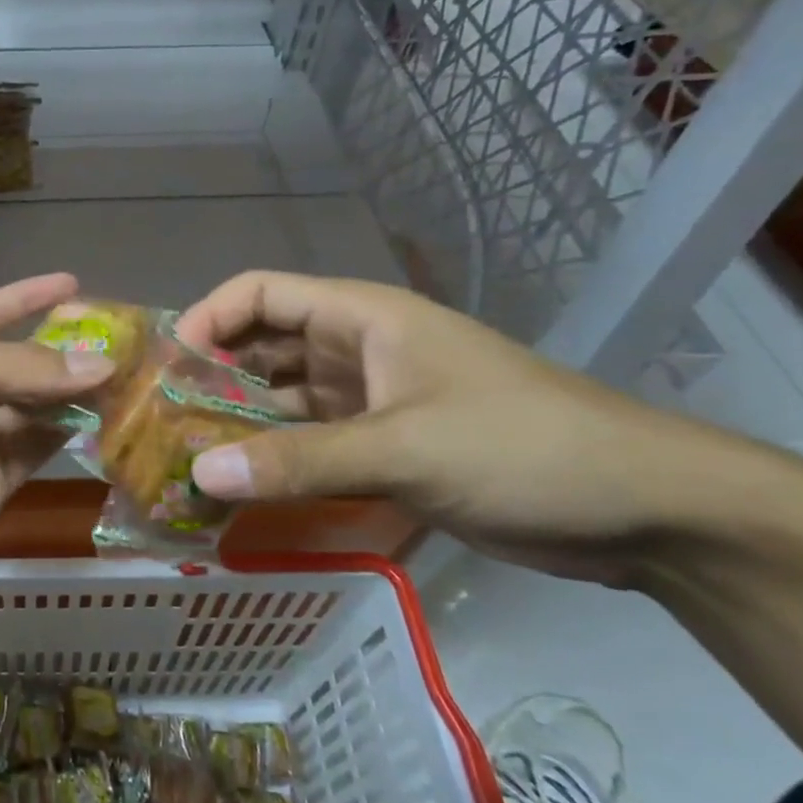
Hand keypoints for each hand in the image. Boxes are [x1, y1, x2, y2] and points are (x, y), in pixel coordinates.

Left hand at [0, 273, 113, 639]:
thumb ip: (15, 368)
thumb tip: (100, 364)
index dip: (23, 299)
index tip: (72, 282)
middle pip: (16, 366)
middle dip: (62, 350)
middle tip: (124, 338)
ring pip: (33, 412)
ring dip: (74, 394)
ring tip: (130, 375)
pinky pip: (33, 456)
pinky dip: (67, 437)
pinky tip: (105, 419)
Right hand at [174, 272, 755, 584]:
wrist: (642, 509)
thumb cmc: (520, 447)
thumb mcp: (403, 450)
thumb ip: (296, 460)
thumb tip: (198, 474)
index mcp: (360, 317)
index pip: (260, 293)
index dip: (207, 319)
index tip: (166, 369)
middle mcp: (355, 348)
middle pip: (262, 346)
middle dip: (211, 377)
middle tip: (160, 424)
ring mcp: (369, 398)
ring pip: (282, 399)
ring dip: (238, 423)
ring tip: (186, 459)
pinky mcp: (384, 445)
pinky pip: (310, 442)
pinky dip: (275, 459)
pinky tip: (241, 488)